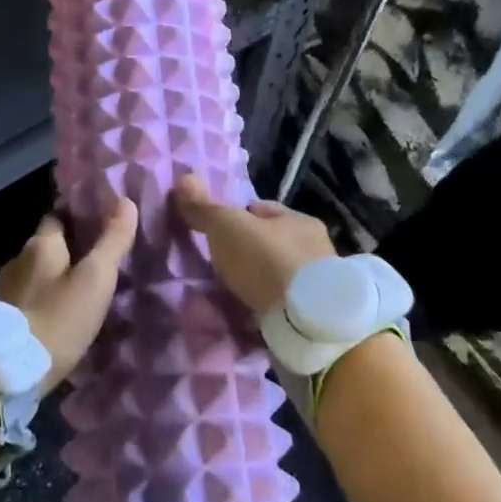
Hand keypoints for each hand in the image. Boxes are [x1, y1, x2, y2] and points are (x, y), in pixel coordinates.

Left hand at [0, 196, 139, 392]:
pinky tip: (58, 314)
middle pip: (47, 245)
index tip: (101, 222)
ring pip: (36, 273)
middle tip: (98, 260)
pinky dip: (44, 299)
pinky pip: (28, 297)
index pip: (59, 215)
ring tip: (81, 290)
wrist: (6, 373)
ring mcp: (5, 289)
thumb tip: (126, 201)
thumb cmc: (57, 320)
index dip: (79, 216)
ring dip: (55, 277)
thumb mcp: (95, 280)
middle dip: (69, 250)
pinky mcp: (1, 318)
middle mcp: (17, 259)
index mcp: (40, 244)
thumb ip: (112, 241)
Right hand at [172, 174, 337, 315]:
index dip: (236, 218)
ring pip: (275, 278)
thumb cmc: (268, 261)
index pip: (263, 211)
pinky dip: (263, 310)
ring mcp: (317, 287)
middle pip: (269, 245)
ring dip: (254, 285)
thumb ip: (205, 208)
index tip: (214, 233)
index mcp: (300, 221)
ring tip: (226, 296)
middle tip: (217, 268)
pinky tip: (244, 317)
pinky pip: (280, 308)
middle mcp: (315, 250)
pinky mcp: (312, 318)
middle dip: (245, 255)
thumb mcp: (228, 227)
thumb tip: (183, 178)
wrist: (306, 323)